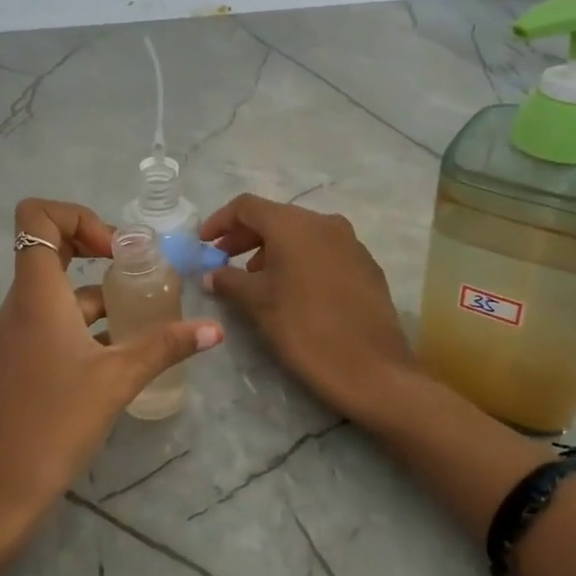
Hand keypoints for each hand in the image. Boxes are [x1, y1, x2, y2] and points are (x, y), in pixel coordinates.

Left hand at [0, 199, 222, 537]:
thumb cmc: (55, 422)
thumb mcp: (118, 379)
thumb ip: (166, 346)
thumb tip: (216, 329)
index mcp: (36, 293)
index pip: (36, 217)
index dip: (77, 217)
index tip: (116, 251)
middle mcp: (21, 303)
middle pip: (49, 246)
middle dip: (95, 246)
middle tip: (136, 270)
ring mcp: (18, 332)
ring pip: (58, 289)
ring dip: (99, 291)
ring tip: (144, 313)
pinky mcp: (23, 359)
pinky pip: (55, 320)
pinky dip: (88, 322)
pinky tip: (123, 350)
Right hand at [200, 193, 419, 428]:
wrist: (372, 369)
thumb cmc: (305, 329)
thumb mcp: (258, 303)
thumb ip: (228, 280)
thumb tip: (210, 274)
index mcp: (294, 224)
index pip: (247, 206)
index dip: (220, 221)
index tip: (203, 243)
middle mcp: (324, 223)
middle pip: (275, 218)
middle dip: (244, 237)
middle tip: (222, 261)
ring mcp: (350, 242)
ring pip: (301, 235)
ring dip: (272, 250)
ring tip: (254, 280)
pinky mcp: (366, 265)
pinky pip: (323, 251)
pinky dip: (299, 260)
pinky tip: (291, 290)